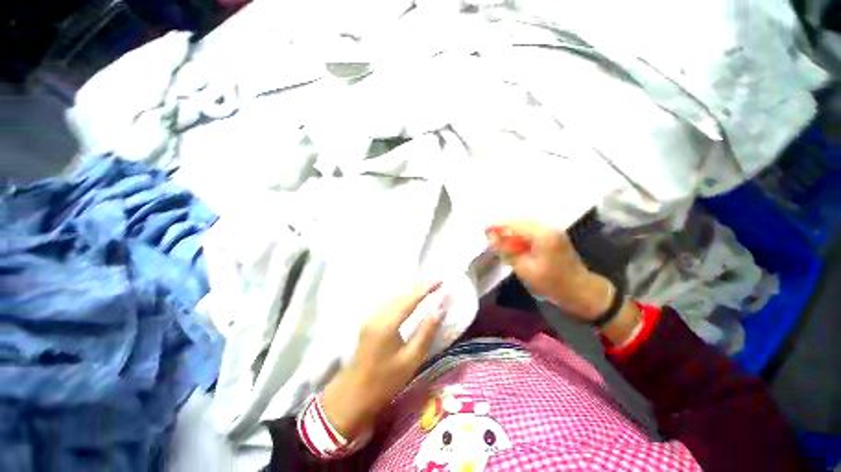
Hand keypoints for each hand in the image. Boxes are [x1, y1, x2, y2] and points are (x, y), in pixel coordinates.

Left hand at [321, 282, 444, 438]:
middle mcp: (377, 315)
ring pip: (393, 297)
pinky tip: (408, 300)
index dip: (426, 288)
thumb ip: (426, 332)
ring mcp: (370, 318)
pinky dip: (401, 298)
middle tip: (436, 283)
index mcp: (388, 323)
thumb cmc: (385, 381)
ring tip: (426, 289)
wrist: (353, 396)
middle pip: (401, 294)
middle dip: (419, 287)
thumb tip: (439, 309)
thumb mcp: (411, 359)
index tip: (440, 280)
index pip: (410, 298)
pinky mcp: (368, 322)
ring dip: (410, 291)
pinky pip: (388, 303)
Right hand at [486, 220, 612, 321]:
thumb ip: (507, 250)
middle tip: (489, 236)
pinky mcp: (552, 235)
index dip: (497, 226)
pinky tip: (513, 242)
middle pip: (519, 220)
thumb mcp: (525, 269)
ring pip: (524, 224)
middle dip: (503, 227)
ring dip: (511, 230)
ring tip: (498, 239)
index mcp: (542, 233)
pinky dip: (519, 234)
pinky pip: (531, 229)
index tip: (483, 231)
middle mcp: (547, 226)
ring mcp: (552, 229)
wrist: (582, 291)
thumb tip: (491, 237)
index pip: (513, 224)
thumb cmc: (552, 282)